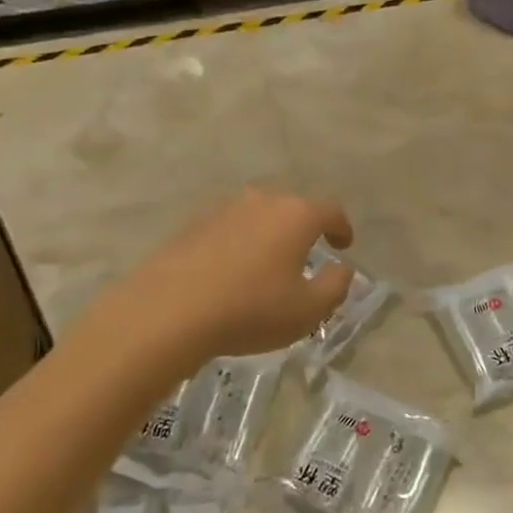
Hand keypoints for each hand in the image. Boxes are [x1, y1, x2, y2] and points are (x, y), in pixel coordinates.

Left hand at [105, 189, 357, 365]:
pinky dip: (238, 243)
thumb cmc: (250, 309)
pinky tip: (231, 271)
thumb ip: (336, 286)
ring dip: (268, 234)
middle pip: (293, 208)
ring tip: (266, 264)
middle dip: (303, 229)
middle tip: (306, 256)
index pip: (331, 210)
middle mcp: (263, 201)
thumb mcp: (308, 311)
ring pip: (258, 215)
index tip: (343, 244)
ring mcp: (225, 209)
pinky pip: (229, 228)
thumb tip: (342, 268)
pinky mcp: (194, 224)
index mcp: (297, 215)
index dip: (341, 227)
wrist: (169, 310)